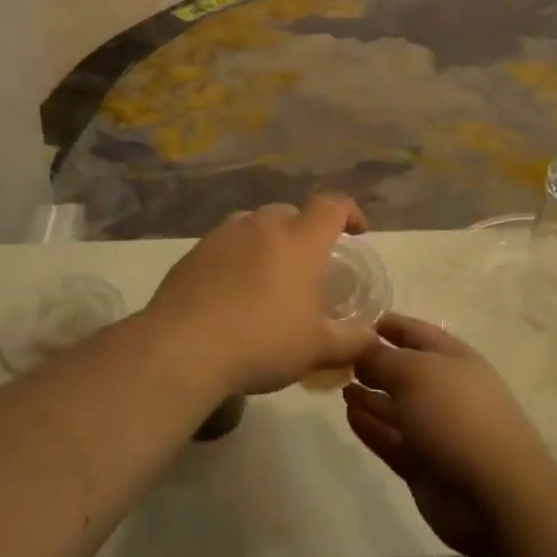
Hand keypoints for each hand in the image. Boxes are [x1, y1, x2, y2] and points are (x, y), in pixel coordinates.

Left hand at [145, 196, 374, 396]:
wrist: (183, 347)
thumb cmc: (262, 342)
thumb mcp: (316, 349)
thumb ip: (350, 340)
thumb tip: (372, 337)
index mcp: (299, 240)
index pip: (332, 206)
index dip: (349, 213)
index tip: (357, 231)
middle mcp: (263, 226)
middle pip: (291, 214)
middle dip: (305, 232)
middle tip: (308, 265)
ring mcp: (224, 234)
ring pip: (255, 225)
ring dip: (268, 242)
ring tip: (269, 277)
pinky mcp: (195, 251)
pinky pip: (226, 244)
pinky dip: (237, 258)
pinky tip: (233, 291)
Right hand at [344, 315, 556, 556]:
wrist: (494, 494)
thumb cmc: (456, 415)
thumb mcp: (414, 372)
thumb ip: (381, 357)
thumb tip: (359, 346)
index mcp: (452, 357)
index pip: (413, 331)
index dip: (384, 324)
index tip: (349, 320)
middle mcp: (444, 389)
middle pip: (403, 370)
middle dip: (372, 362)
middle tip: (335, 357)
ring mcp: (435, 429)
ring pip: (395, 406)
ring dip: (369, 396)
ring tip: (340, 386)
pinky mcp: (423, 464)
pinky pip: (391, 439)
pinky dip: (371, 427)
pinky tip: (349, 416)